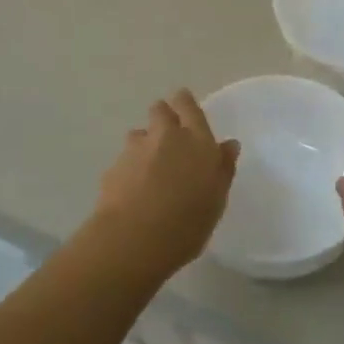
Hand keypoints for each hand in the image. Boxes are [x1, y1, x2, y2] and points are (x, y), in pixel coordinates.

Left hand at [92, 91, 239, 275]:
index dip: (185, 103)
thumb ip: (223, 168)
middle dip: (164, 117)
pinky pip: (124, 158)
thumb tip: (228, 145)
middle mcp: (166, 135)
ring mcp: (136, 149)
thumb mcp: (216, 199)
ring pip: (140, 133)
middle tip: (169, 139)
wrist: (134, 240)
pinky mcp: (114, 166)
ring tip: (149, 170)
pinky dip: (130, 168)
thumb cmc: (188, 223)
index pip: (188, 105)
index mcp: (197, 140)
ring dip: (145, 144)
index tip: (185, 109)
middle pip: (160, 110)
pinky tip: (133, 191)